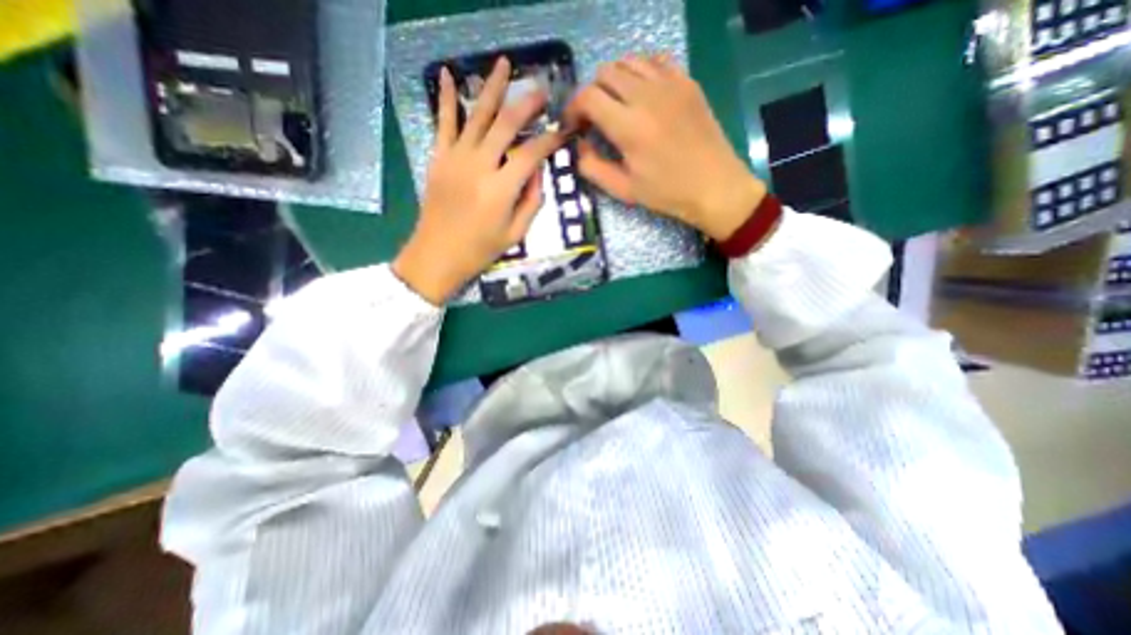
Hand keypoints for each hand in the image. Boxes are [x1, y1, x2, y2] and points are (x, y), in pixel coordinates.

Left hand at [395, 56, 564, 305]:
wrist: (437, 255)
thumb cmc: (480, 250)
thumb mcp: (516, 234)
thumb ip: (532, 201)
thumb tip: (537, 172)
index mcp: (501, 189)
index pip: (531, 154)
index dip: (550, 140)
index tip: (563, 131)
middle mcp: (479, 166)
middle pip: (506, 124)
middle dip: (527, 104)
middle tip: (541, 91)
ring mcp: (455, 158)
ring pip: (477, 114)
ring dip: (492, 87)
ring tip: (504, 64)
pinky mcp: (439, 158)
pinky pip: (443, 122)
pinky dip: (447, 98)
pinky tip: (449, 74)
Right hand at [567, 55, 767, 241]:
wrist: (714, 186)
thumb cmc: (667, 193)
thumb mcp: (623, 189)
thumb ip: (592, 167)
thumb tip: (578, 146)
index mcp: (629, 127)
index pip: (588, 97)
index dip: (573, 109)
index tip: (574, 125)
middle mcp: (647, 96)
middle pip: (605, 73)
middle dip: (591, 94)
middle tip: (594, 118)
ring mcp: (670, 84)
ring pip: (629, 61)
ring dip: (614, 80)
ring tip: (616, 105)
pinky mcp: (687, 82)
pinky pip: (656, 60)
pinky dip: (640, 71)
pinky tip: (642, 93)